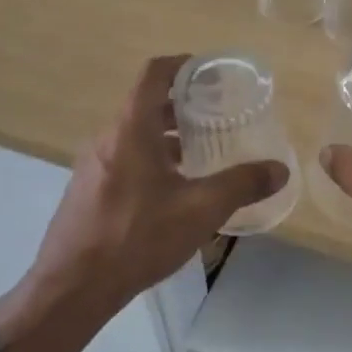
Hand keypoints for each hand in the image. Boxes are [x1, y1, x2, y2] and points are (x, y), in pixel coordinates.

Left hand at [14, 55, 287, 327]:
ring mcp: (93, 165)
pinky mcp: (88, 190)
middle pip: (145, 104)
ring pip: (135, 134)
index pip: (153, 74)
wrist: (72, 287)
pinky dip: (152, 158)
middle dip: (182, 104)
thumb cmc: (137, 237)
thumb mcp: (200, 210)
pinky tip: (174, 189)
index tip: (211, 72)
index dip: (182, 65)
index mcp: (131, 130)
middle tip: (218, 114)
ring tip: (202, 151)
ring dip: (167, 135)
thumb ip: (242, 185)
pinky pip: (124, 158)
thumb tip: (279, 169)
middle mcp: (107, 138)